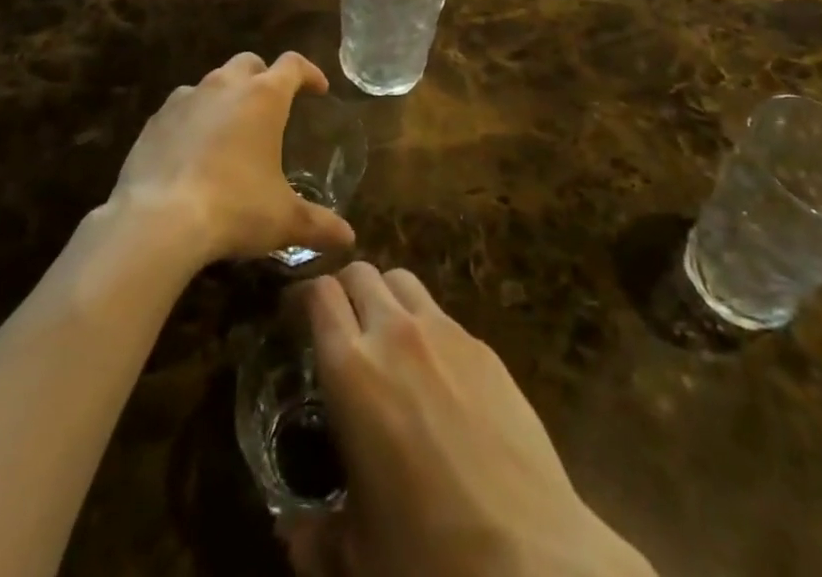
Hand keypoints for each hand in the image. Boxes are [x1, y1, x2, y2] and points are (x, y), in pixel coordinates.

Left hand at [108, 52, 356, 266]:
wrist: (158, 219)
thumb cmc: (234, 209)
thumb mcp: (283, 220)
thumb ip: (318, 224)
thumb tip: (349, 237)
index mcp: (264, 97)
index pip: (293, 65)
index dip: (309, 72)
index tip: (318, 89)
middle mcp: (225, 86)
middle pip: (249, 63)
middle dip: (264, 77)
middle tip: (272, 105)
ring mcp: (185, 98)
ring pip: (212, 82)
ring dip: (226, 96)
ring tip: (231, 129)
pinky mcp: (155, 120)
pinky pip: (181, 107)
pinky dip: (193, 118)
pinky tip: (193, 149)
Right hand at [286, 264, 654, 576]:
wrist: (530, 557)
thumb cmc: (428, 554)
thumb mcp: (358, 552)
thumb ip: (314, 535)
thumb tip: (291, 532)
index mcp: (352, 370)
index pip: (319, 293)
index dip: (301, 297)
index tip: (292, 318)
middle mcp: (395, 333)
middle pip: (360, 273)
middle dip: (342, 290)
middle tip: (337, 327)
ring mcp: (445, 333)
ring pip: (402, 281)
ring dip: (384, 297)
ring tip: (384, 336)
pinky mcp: (484, 347)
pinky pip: (441, 314)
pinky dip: (424, 325)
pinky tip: (434, 372)